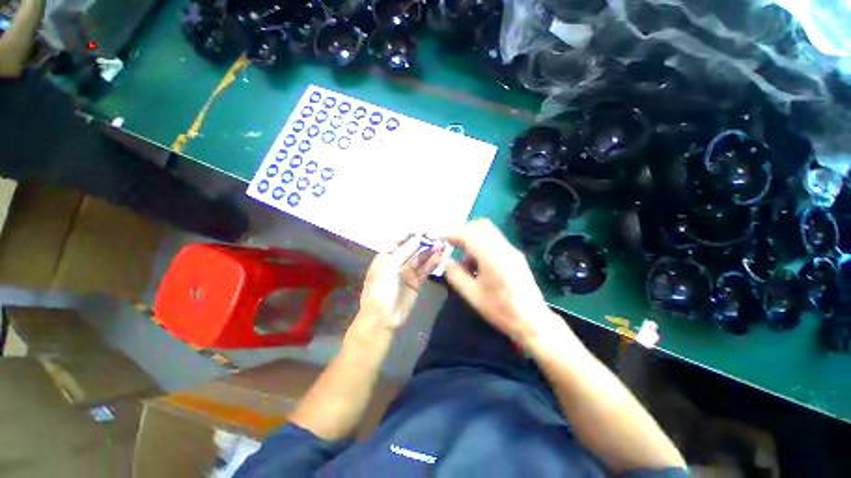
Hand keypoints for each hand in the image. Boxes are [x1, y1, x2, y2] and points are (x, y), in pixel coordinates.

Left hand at [353, 234, 444, 333]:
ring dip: (430, 252)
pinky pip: (425, 270)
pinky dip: (432, 263)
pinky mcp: (416, 282)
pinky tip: (440, 256)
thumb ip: (404, 252)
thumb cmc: (381, 290)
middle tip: (437, 237)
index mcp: (385, 257)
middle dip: (423, 243)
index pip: (398, 242)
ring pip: (420, 259)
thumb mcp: (389, 268)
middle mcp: (396, 263)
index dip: (410, 236)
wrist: (383, 318)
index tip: (424, 230)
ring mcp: (407, 273)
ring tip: (442, 245)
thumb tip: (418, 238)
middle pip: (412, 250)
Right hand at [444, 219, 570, 349]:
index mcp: (490, 256)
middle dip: (464, 231)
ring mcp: (512, 251)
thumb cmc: (501, 310)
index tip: (439, 237)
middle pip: (481, 225)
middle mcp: (503, 247)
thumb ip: (455, 275)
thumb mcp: (472, 295)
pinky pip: (495, 242)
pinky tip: (479, 266)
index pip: (467, 234)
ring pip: (489, 233)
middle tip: (453, 245)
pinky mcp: (516, 257)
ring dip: (474, 240)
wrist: (533, 321)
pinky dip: (483, 246)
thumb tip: (446, 261)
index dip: (451, 233)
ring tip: (467, 263)